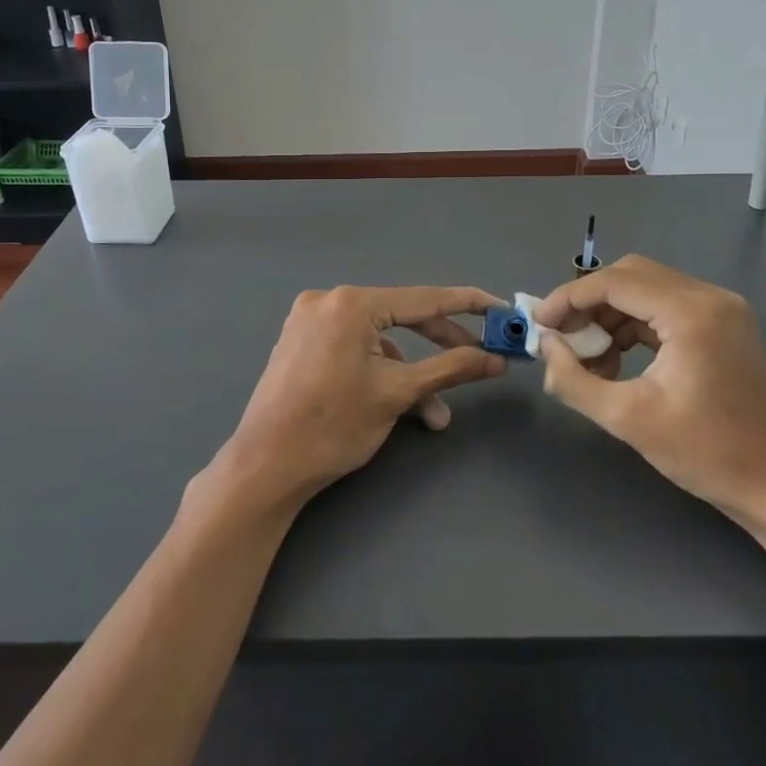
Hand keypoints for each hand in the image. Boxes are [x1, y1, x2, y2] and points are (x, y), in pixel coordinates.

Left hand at [215, 286, 506, 510]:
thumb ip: (451, 368)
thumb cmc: (334, 426)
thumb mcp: (398, 394)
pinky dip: (379, 371)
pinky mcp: (301, 342)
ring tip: (431, 414)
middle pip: (401, 316)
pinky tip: (392, 404)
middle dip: (441, 346)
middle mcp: (329, 300)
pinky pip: (354, 346)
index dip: (469, 306)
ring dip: (409, 372)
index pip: (425, 298)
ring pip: (378, 339)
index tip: (501, 311)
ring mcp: (310, 320)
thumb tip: (496, 359)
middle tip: (480, 363)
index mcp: (352, 303)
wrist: (265, 467)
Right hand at [531, 256, 765, 530]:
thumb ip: (573, 379)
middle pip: (631, 275)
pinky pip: (666, 307)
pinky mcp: (723, 325)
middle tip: (560, 336)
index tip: (538, 323)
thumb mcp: (627, 419)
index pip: (615, 282)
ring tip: (587, 356)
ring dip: (610, 313)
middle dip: (588, 301)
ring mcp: (721, 309)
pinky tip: (616, 358)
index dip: (569, 298)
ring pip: (648, 289)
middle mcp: (709, 297)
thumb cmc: (704, 453)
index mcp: (691, 313)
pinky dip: (634, 324)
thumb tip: (545, 347)